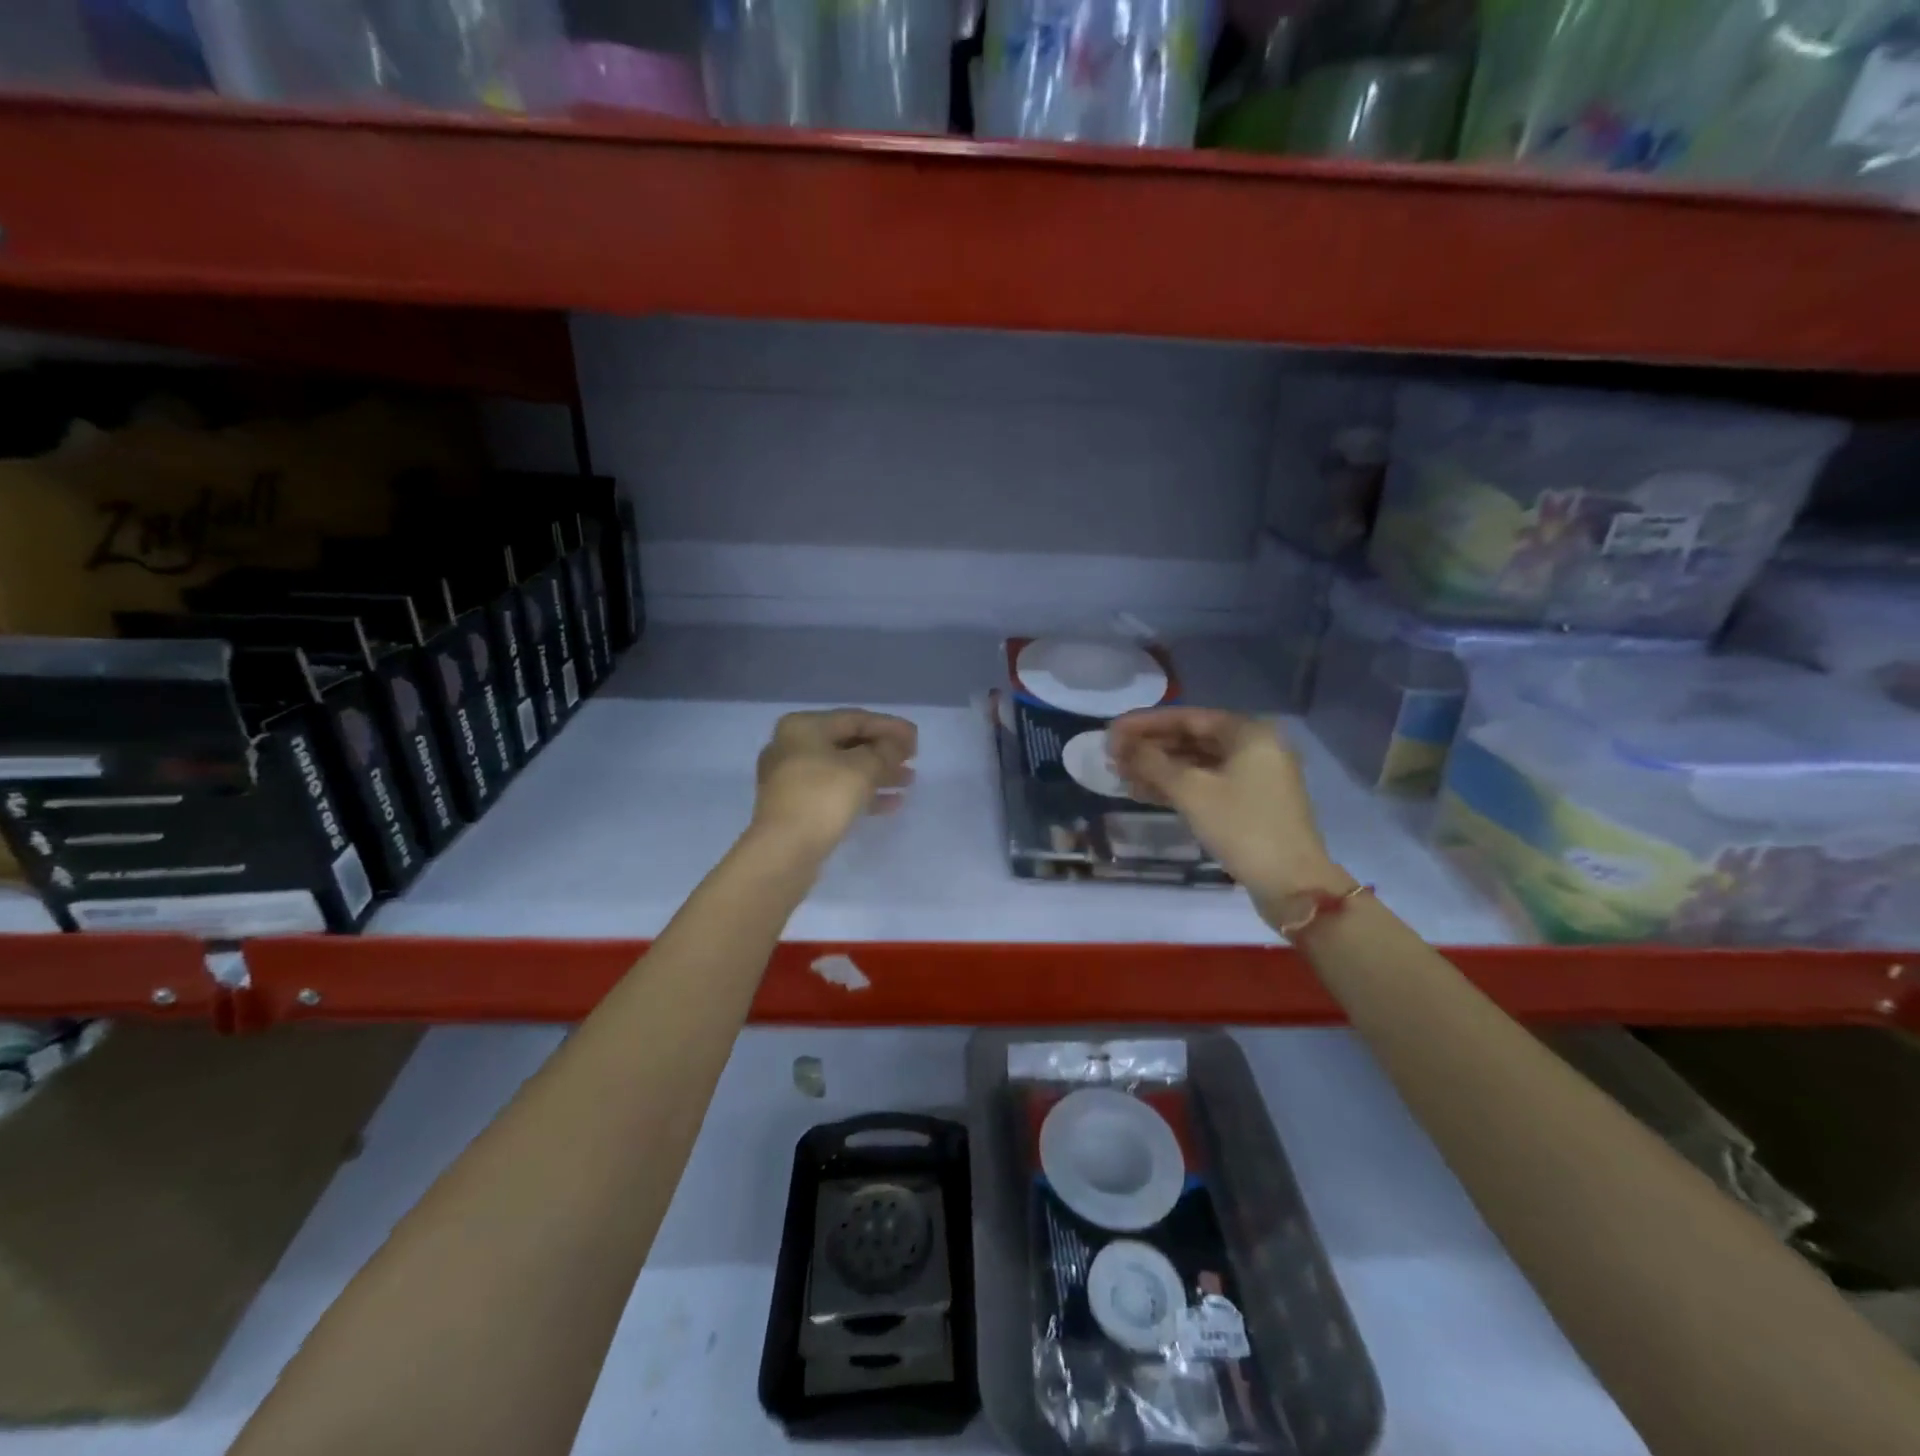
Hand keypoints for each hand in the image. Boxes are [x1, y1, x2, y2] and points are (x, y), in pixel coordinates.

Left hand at [750, 709, 917, 857]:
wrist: (784, 851)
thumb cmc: (823, 797)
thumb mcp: (863, 768)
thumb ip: (886, 751)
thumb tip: (896, 746)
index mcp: (803, 727)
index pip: (855, 718)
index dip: (890, 726)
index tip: (917, 739)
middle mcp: (792, 747)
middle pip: (848, 743)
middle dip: (884, 751)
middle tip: (913, 759)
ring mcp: (791, 779)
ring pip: (844, 770)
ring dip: (877, 774)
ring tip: (909, 780)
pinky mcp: (797, 807)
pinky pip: (835, 792)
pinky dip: (863, 794)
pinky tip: (892, 803)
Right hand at [1107, 708, 1350, 909]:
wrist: (1291, 883)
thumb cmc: (1242, 827)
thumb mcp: (1191, 791)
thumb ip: (1152, 763)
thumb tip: (1120, 744)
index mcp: (1248, 733)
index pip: (1187, 717)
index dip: (1145, 723)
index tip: (1111, 731)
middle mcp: (1254, 746)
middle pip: (1192, 738)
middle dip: (1150, 747)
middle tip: (1112, 756)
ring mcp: (1254, 776)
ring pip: (1197, 763)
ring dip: (1159, 768)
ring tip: (1121, 776)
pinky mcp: (1249, 801)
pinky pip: (1206, 782)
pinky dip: (1176, 786)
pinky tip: (1143, 793)